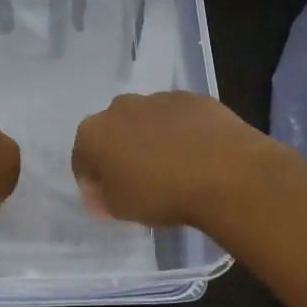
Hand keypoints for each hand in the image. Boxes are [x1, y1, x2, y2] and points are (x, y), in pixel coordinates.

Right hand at [71, 91, 280, 228]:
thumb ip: (104, 198)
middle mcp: (120, 107)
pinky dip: (181, 132)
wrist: (225, 172)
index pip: (82, 158)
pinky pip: (177, 117)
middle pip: (113, 132)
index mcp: (94, 133)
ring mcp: (157, 98)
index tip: (108, 200)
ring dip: (151, 140)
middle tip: (140, 182)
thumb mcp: (122, 209)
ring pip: (145, 121)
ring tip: (174, 168)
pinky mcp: (191, 98)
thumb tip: (103, 192)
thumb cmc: (162, 194)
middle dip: (121, 153)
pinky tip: (197, 155)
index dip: (92, 182)